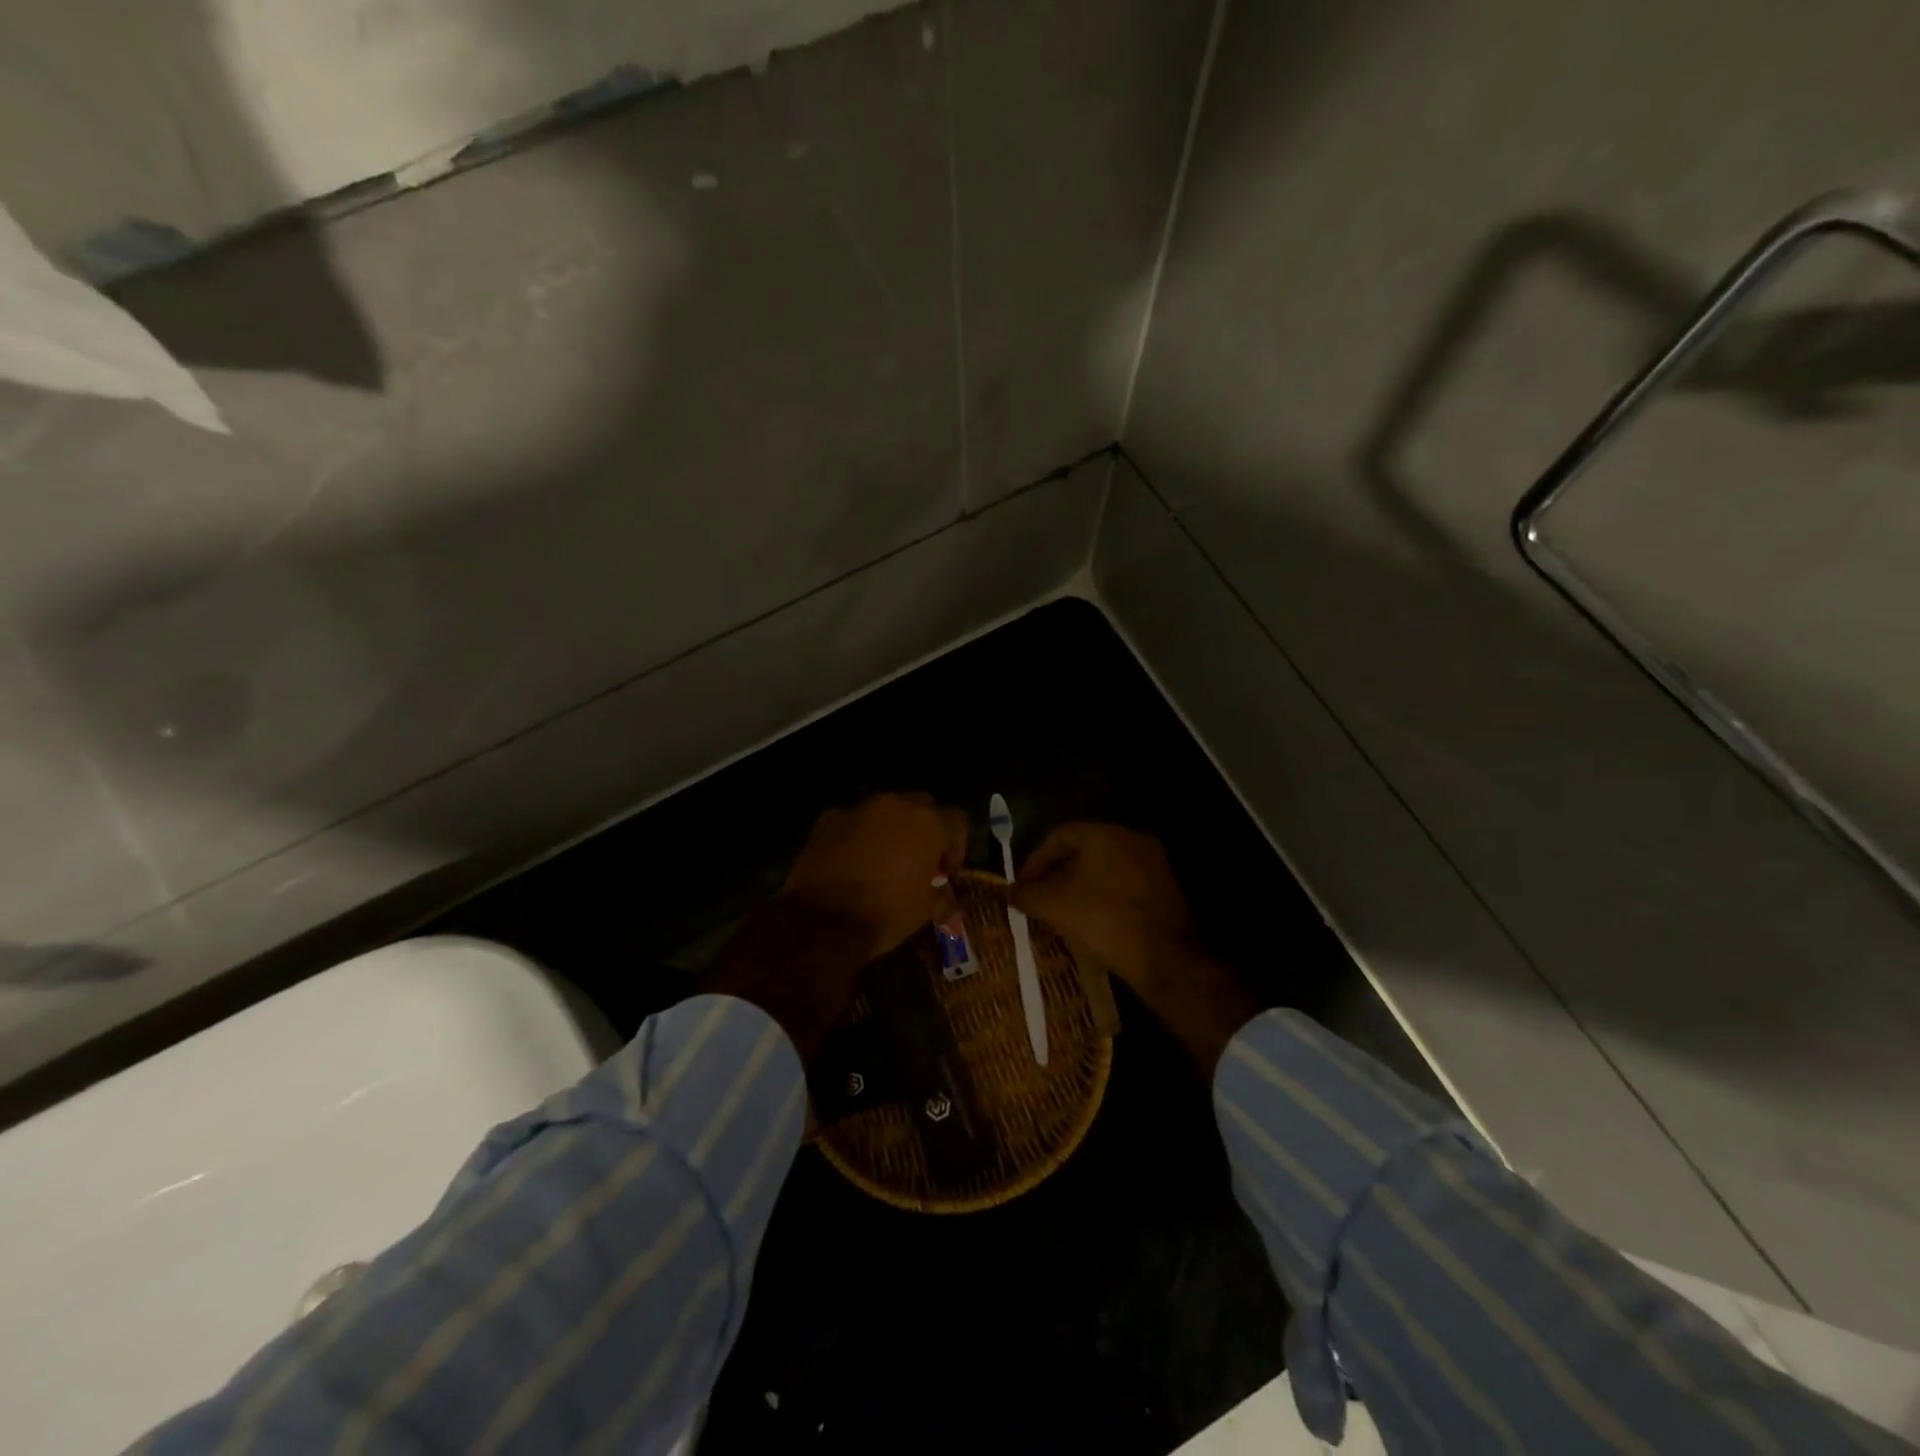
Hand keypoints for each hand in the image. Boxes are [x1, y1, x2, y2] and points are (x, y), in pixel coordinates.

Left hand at [703, 793, 967, 1065]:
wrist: (823, 921)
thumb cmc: (885, 913)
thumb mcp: (924, 912)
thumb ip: (943, 899)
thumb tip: (950, 903)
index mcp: (927, 822)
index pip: (957, 821)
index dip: (957, 847)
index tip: (947, 873)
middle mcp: (895, 805)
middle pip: (922, 806)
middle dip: (925, 830)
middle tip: (920, 861)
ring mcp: (858, 809)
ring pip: (885, 810)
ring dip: (891, 829)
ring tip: (885, 860)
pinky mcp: (828, 820)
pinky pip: (853, 822)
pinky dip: (858, 836)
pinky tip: (853, 861)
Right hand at [1010, 823, 1195, 988]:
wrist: (1164, 958)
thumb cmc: (1103, 919)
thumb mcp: (1054, 906)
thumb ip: (1027, 894)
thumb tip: (1009, 892)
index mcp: (1105, 834)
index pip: (1060, 835)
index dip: (1035, 860)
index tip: (1023, 885)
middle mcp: (1131, 840)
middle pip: (1083, 851)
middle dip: (1056, 874)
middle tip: (1038, 898)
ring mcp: (1152, 865)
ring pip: (1104, 869)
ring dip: (1078, 887)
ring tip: (1060, 913)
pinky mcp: (1165, 890)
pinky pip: (1123, 886)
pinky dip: (1102, 898)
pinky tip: (1090, 921)